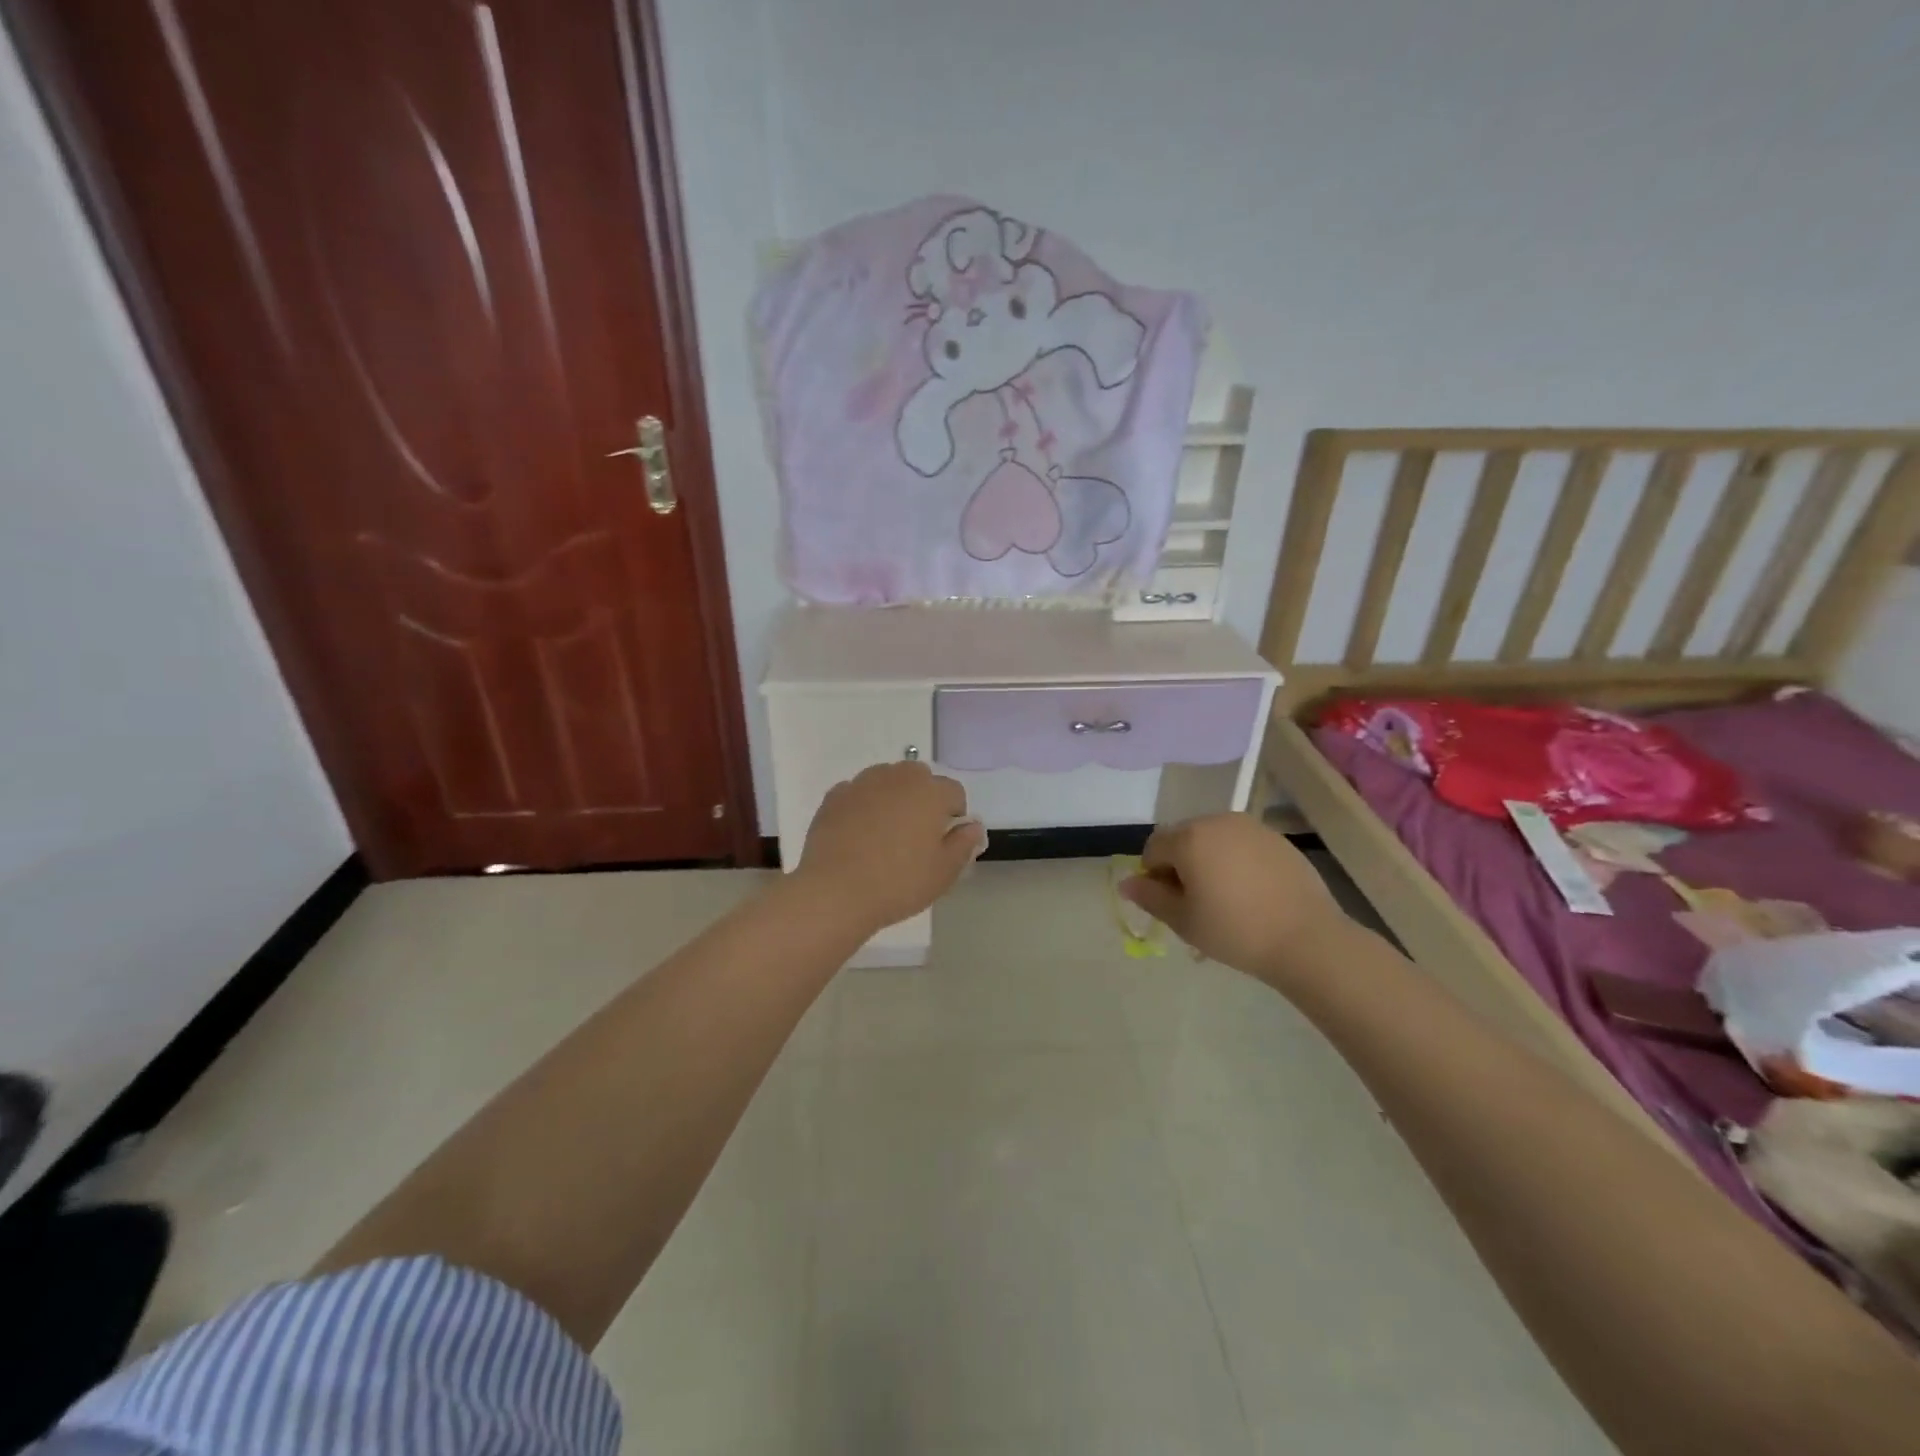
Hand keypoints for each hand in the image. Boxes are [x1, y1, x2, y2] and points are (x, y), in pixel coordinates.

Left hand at [794, 762, 985, 932]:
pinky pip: (858, 793)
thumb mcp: (944, 872)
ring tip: (885, 835)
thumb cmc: (899, 882)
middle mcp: (898, 777)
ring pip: (887, 781)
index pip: (954, 792)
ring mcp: (862, 783)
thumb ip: (964, 843)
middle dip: (923, 799)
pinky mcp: (834, 796)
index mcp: (930, 791)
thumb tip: (972, 826)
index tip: (943, 843)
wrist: (835, 891)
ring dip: (892, 798)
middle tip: (915, 837)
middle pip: (919, 778)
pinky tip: (858, 835)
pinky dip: (863, 806)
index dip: (953, 816)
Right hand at [1120, 813, 1353, 984]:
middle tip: (1197, 902)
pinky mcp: (1276, 838)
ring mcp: (1250, 827)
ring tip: (1225, 897)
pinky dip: (1237, 861)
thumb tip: (1126, 883)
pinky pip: (1241, 844)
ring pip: (1213, 839)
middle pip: (1183, 838)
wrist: (1307, 939)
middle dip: (1181, 864)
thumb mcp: (1183, 921)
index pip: (1153, 848)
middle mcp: (1216, 821)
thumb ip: (1150, 897)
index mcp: (1188, 838)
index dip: (1154, 875)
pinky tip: (1251, 892)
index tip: (1172, 903)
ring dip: (1208, 860)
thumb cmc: (1235, 931)